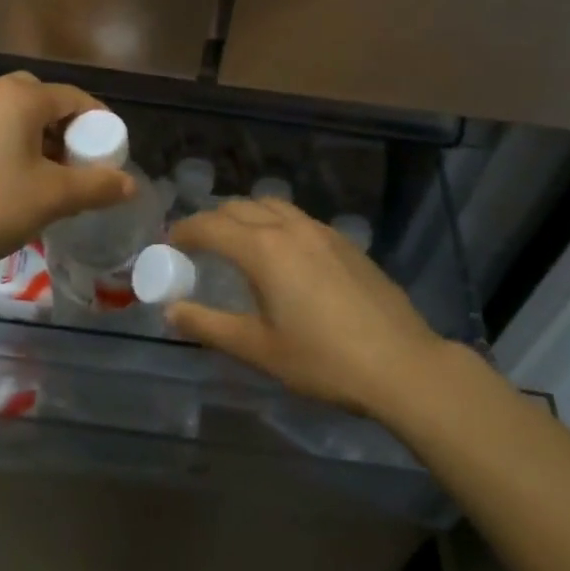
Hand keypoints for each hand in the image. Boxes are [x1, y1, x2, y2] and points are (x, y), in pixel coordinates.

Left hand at [0, 72, 135, 275]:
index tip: (112, 156)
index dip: (100, 125)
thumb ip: (97, 186)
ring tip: (51, 180)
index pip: (76, 98)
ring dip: (41, 141)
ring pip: (18, 118)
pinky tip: (15, 184)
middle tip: (79, 165)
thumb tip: (131, 183)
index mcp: (21, 96)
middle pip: (45, 102)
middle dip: (68, 131)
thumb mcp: (53, 198)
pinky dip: (15, 148)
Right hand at [167, 199, 443, 420]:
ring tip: (238, 244)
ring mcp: (321, 231)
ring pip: (271, 205)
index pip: (209, 226)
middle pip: (239, 208)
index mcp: (263, 250)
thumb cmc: (323, 360)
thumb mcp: (258, 349)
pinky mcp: (345, 242)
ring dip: (245, 216)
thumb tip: (170, 310)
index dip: (183, 232)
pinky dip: (275, 224)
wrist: (401, 365)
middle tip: (198, 247)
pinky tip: (283, 256)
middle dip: (212, 221)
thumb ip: (209, 325)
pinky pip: (297, 218)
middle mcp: (289, 228)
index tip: (168, 245)